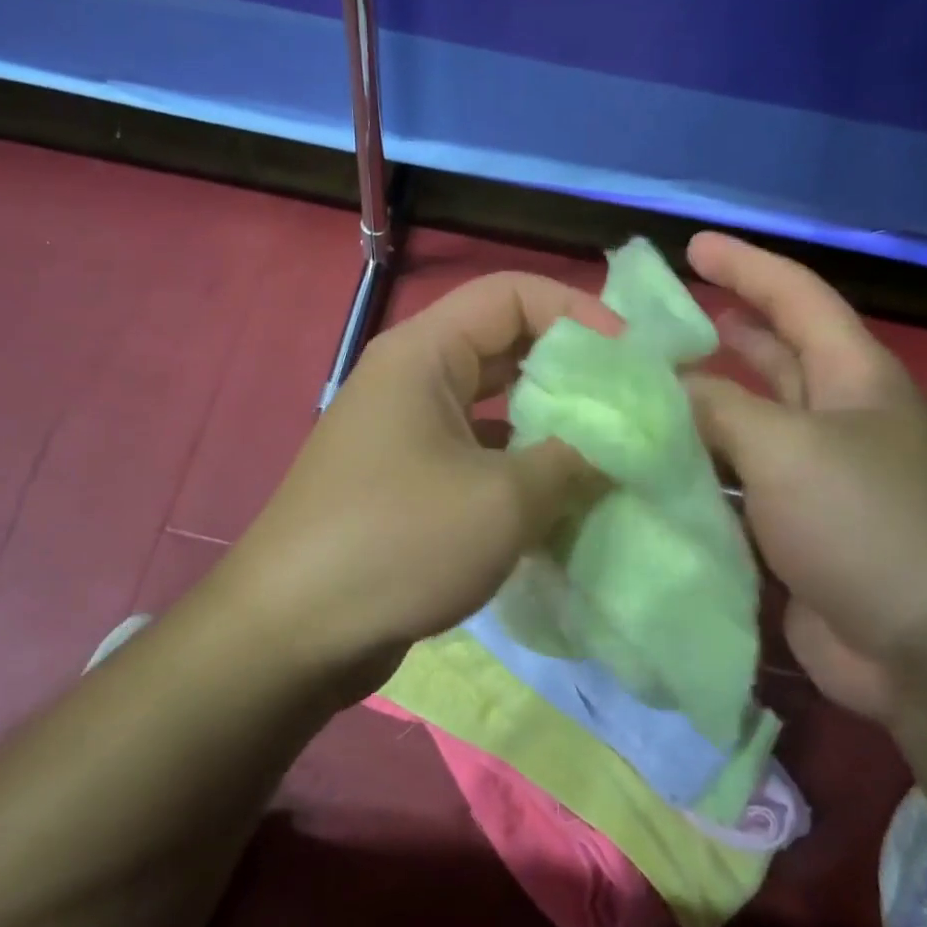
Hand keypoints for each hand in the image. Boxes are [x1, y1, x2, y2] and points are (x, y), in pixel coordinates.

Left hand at [213, 272, 616, 694]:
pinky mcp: (406, 482)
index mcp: (424, 354)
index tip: (633, 359)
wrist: (292, 632)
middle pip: (506, 346)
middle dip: (572, 371)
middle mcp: (412, 379)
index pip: (513, 294)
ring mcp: (405, 433)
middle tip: (633, 406)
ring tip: (610, 456)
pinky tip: (561, 505)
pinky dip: (520, 471)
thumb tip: (618, 449)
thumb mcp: (503, 501)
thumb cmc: (397, 543)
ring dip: (550, 427)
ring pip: (495, 407)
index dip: (579, 311)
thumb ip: (573, 462)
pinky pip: (476, 455)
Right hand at [682, 232, 926, 723]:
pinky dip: (698, 471)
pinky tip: (651, 466)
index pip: (796, 297)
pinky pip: (736, 484)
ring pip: (746, 424)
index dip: (745, 266)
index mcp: (851, 377)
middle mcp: (836, 418)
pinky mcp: (793, 528)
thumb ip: (717, 409)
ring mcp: (815, 476)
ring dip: (700, 407)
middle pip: (772, 356)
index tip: (692, 246)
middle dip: (721, 332)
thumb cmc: (866, 521)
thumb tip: (663, 389)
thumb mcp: (786, 448)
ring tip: (639, 391)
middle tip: (656, 321)